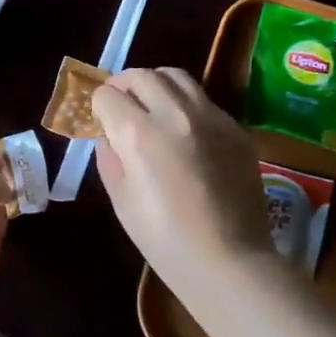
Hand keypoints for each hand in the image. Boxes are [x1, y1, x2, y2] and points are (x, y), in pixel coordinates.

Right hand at [91, 68, 269, 284]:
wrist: (229, 262)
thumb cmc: (164, 240)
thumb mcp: (121, 200)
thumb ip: (110, 157)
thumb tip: (109, 135)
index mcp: (139, 134)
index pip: (108, 95)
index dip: (99, 107)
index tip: (101, 121)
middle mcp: (174, 114)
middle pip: (141, 75)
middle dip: (124, 85)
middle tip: (122, 105)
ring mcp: (211, 118)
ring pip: (176, 76)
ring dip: (157, 85)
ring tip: (153, 107)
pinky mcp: (236, 129)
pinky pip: (204, 101)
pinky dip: (186, 106)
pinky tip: (187, 134)